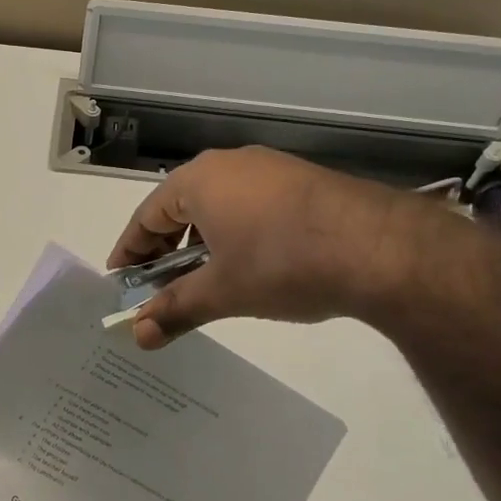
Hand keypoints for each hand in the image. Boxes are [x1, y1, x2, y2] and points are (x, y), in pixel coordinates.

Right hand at [108, 146, 474, 348]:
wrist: (380, 248)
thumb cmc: (282, 263)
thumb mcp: (222, 291)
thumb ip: (175, 310)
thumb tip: (137, 336)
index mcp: (198, 181)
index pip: (146, 216)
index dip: (130, 252)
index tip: (120, 282)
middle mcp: (230, 164)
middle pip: (180, 208)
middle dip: (165, 250)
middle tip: (160, 288)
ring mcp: (270, 169)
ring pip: (218, 206)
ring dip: (202, 244)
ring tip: (205, 281)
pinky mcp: (302, 181)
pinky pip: (252, 205)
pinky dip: (236, 234)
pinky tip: (251, 265)